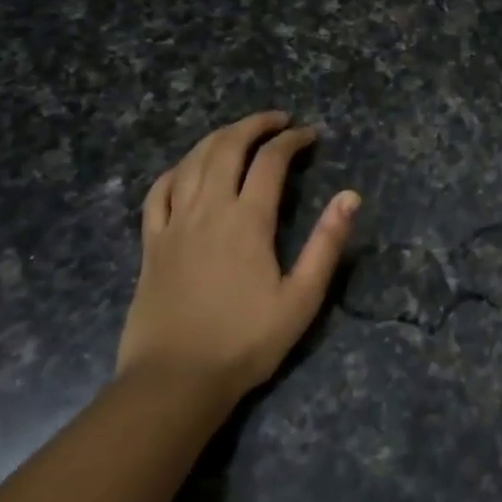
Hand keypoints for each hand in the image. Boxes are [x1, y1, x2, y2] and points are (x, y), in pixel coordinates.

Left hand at [118, 112, 359, 402]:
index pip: (271, 161)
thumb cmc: (245, 341)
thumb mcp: (301, 298)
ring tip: (238, 132)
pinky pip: (159, 191)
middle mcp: (209, 209)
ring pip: (192, 160)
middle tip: (276, 120)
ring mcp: (174, 223)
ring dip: (218, 137)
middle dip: (254, 125)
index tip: (309, 135)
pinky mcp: (151, 242)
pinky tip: (188, 168)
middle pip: (227, 146)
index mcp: (248, 220)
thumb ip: (326, 244)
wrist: (175, 380)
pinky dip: (177, 169)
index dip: (291, 140)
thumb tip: (349, 196)